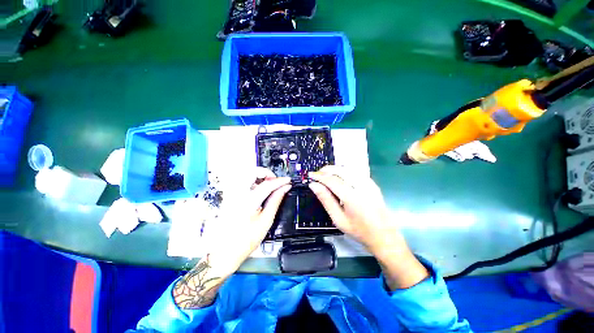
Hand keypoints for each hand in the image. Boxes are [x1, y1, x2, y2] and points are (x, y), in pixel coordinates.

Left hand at [173, 168, 289, 308]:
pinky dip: (252, 180)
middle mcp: (236, 194)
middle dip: (266, 173)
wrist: (224, 252)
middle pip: (251, 172)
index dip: (280, 181)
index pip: (267, 184)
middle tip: (275, 181)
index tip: (288, 180)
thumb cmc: (247, 240)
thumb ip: (275, 201)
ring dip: (258, 175)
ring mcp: (230, 194)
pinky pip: (241, 181)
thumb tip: (285, 188)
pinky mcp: (228, 196)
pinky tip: (258, 189)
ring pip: (245, 174)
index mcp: (247, 202)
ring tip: (268, 184)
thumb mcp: (266, 221)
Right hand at [308, 166, 400, 255]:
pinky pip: (355, 171)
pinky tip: (339, 177)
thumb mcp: (338, 219)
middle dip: (326, 170)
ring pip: (348, 168)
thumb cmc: (359, 230)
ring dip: (334, 169)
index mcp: (351, 197)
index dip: (319, 176)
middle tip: (317, 175)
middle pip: (340, 170)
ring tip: (325, 175)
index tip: (310, 175)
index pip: (332, 180)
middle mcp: (361, 186)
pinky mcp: (372, 183)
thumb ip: (326, 200)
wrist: (384, 235)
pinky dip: (344, 171)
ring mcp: (368, 183)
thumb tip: (314, 185)